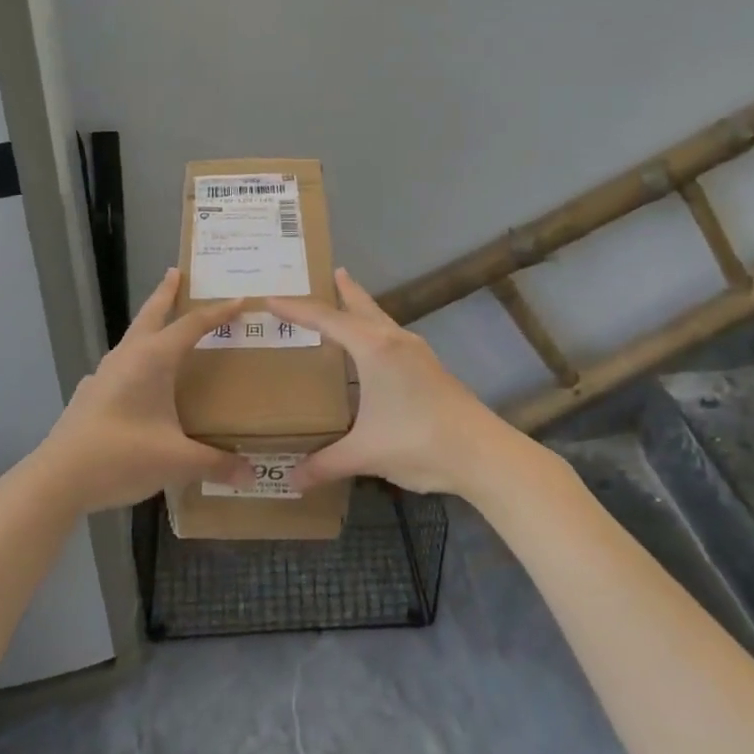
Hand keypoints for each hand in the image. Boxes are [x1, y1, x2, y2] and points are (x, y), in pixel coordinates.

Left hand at [29, 269, 243, 514]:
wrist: (58, 478)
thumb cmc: (122, 456)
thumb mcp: (176, 461)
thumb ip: (215, 463)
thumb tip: (251, 474)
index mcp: (152, 359)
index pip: (192, 325)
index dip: (218, 312)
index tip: (240, 300)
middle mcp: (127, 357)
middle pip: (151, 314)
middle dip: (166, 292)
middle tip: (177, 273)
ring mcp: (104, 374)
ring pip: (133, 338)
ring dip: (149, 325)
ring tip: (164, 326)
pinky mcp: (91, 393)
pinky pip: (120, 365)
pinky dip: (135, 360)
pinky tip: (137, 380)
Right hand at [268, 270, 514, 497]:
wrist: (482, 453)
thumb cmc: (418, 441)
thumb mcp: (365, 453)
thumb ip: (325, 464)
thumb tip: (290, 480)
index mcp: (374, 349)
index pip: (326, 320)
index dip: (296, 310)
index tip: (271, 299)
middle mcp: (395, 341)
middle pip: (362, 306)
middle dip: (343, 290)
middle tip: (328, 273)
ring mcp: (417, 353)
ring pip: (381, 320)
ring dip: (362, 310)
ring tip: (347, 304)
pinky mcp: (430, 369)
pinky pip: (393, 337)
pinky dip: (375, 332)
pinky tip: (374, 352)